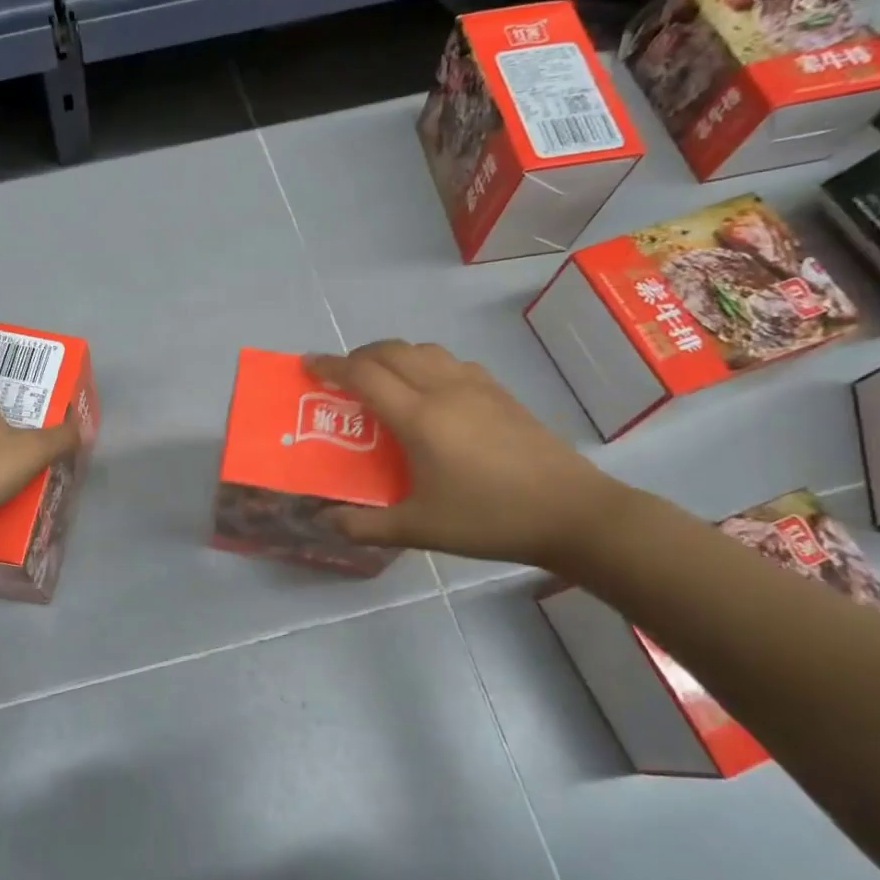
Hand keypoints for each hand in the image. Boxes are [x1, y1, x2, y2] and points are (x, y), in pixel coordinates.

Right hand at [305, 341, 626, 568]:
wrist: (572, 512)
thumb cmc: (490, 519)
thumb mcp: (420, 529)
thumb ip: (365, 524)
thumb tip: (324, 520)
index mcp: (420, 418)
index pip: (364, 375)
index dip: (330, 365)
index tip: (307, 365)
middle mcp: (445, 390)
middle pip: (392, 351)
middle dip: (358, 356)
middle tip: (340, 376)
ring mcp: (477, 387)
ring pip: (424, 350)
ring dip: (394, 355)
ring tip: (382, 380)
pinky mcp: (501, 393)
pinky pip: (451, 362)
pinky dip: (426, 363)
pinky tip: (430, 391)